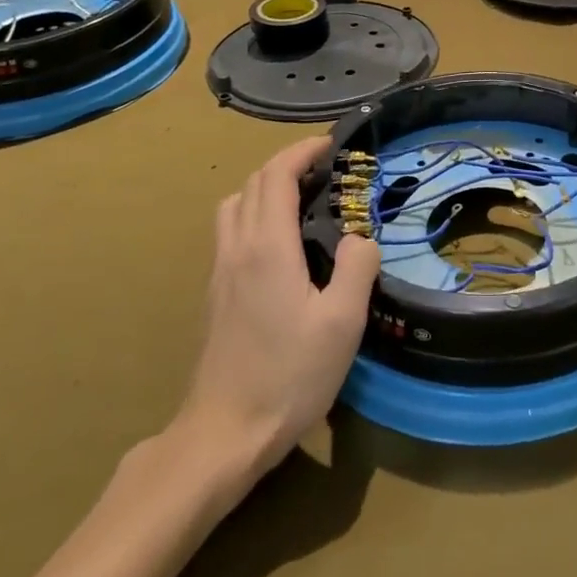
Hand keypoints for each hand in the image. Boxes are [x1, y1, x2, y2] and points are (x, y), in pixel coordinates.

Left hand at [176, 137, 380, 477]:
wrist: (224, 432)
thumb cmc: (289, 375)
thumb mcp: (343, 323)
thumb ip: (358, 268)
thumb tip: (361, 237)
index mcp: (267, 246)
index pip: (276, 175)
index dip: (302, 150)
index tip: (331, 144)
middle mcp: (237, 247)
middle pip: (253, 183)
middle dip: (288, 163)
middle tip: (325, 169)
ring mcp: (220, 270)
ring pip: (236, 204)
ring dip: (266, 187)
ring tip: (301, 200)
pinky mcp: (214, 293)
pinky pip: (231, 230)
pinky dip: (255, 212)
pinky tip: (280, 244)